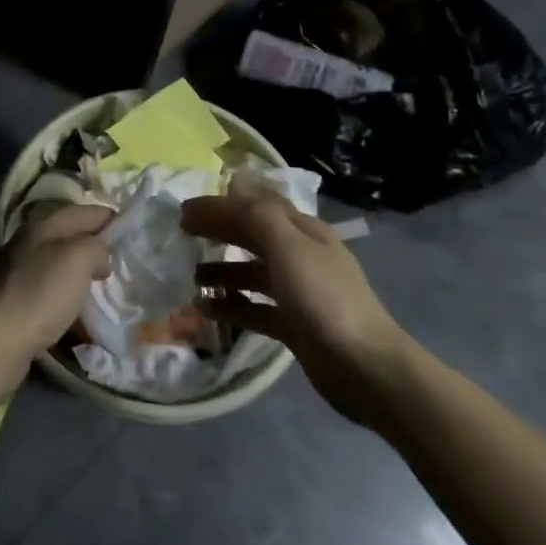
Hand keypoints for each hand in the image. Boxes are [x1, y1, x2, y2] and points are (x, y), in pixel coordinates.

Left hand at [0, 204, 110, 395]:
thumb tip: (101, 254)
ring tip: (107, 285)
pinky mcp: (18, 298)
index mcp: (44, 224)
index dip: (112, 218)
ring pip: (62, 261)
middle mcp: (30, 241)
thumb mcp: (77, 259)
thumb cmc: (40, 293)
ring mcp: (21, 269)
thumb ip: (96, 246)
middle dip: (98, 245)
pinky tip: (79, 306)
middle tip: (126, 262)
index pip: (86, 211)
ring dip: (83, 270)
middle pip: (72, 234)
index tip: (137, 233)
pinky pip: (52, 286)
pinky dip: (69, 292)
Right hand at [182, 180, 414, 427]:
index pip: (255, 207)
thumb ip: (258, 213)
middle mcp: (300, 256)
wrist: (365, 368)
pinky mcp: (293, 325)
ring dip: (221, 271)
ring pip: (251, 274)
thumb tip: (234, 177)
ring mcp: (297, 292)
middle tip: (180, 236)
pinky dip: (231, 306)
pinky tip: (206, 309)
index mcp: (303, 232)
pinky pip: (254, 308)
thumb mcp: (288, 247)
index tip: (184, 210)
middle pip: (252, 237)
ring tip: (190, 276)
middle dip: (218, 233)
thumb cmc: (323, 299)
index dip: (220, 205)